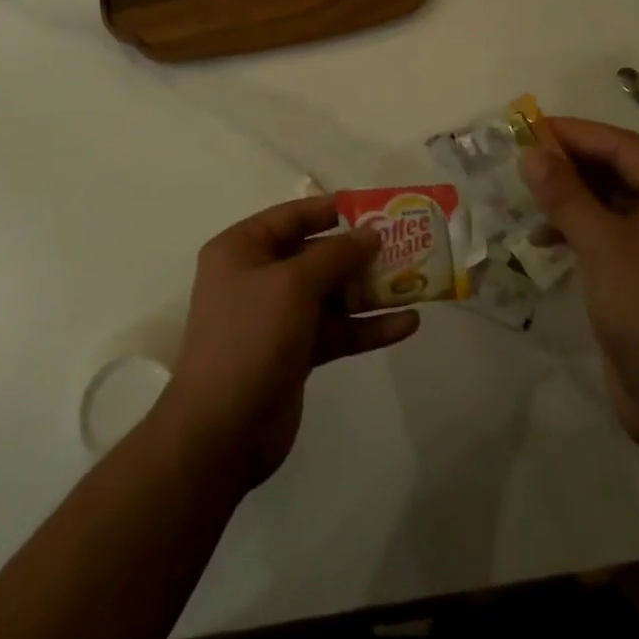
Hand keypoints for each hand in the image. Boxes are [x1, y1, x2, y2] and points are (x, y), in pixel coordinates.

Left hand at [158, 196, 420, 488]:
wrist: (222, 430)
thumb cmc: (252, 336)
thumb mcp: (293, 284)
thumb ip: (336, 254)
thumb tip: (370, 233)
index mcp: (242, 250)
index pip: (292, 217)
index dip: (331, 210)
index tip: (374, 208)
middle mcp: (258, 278)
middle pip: (316, 255)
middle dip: (359, 253)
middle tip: (405, 245)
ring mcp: (277, 317)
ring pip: (331, 294)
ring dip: (370, 291)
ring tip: (415, 283)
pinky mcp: (295, 352)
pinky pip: (336, 330)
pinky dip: (368, 327)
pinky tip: (407, 324)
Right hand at [519, 117, 638, 447]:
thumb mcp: (600, 245)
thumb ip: (564, 193)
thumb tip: (531, 153)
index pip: (624, 146)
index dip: (575, 134)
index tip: (530, 127)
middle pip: (621, 169)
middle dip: (571, 165)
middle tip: (523, 160)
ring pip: (614, 200)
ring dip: (572, 197)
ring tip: (528, 198)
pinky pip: (614, 230)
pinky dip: (581, 227)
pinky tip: (546, 239)